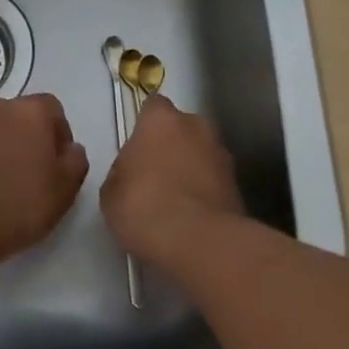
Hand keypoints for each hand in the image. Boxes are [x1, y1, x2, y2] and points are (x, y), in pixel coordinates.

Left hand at [0, 93, 88, 266]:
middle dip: (24, 138)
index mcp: (29, 113)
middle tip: (28, 174)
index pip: (52, 108)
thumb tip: (71, 149)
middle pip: (16, 117)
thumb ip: (76, 161)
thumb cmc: (19, 205)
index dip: (58, 133)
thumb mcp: (65, 190)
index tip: (58, 162)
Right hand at [100, 95, 244, 269]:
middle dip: (170, 145)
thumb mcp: (111, 193)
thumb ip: (122, 171)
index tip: (137, 147)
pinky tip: (192, 216)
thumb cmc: (145, 207)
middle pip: (181, 127)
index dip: (145, 125)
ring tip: (175, 200)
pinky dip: (205, 190)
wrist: (199, 242)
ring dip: (191, 167)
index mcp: (162, 120)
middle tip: (154, 175)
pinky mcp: (237, 183)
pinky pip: (214, 179)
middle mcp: (196, 126)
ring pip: (201, 152)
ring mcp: (221, 153)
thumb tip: (132, 172)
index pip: (153, 106)